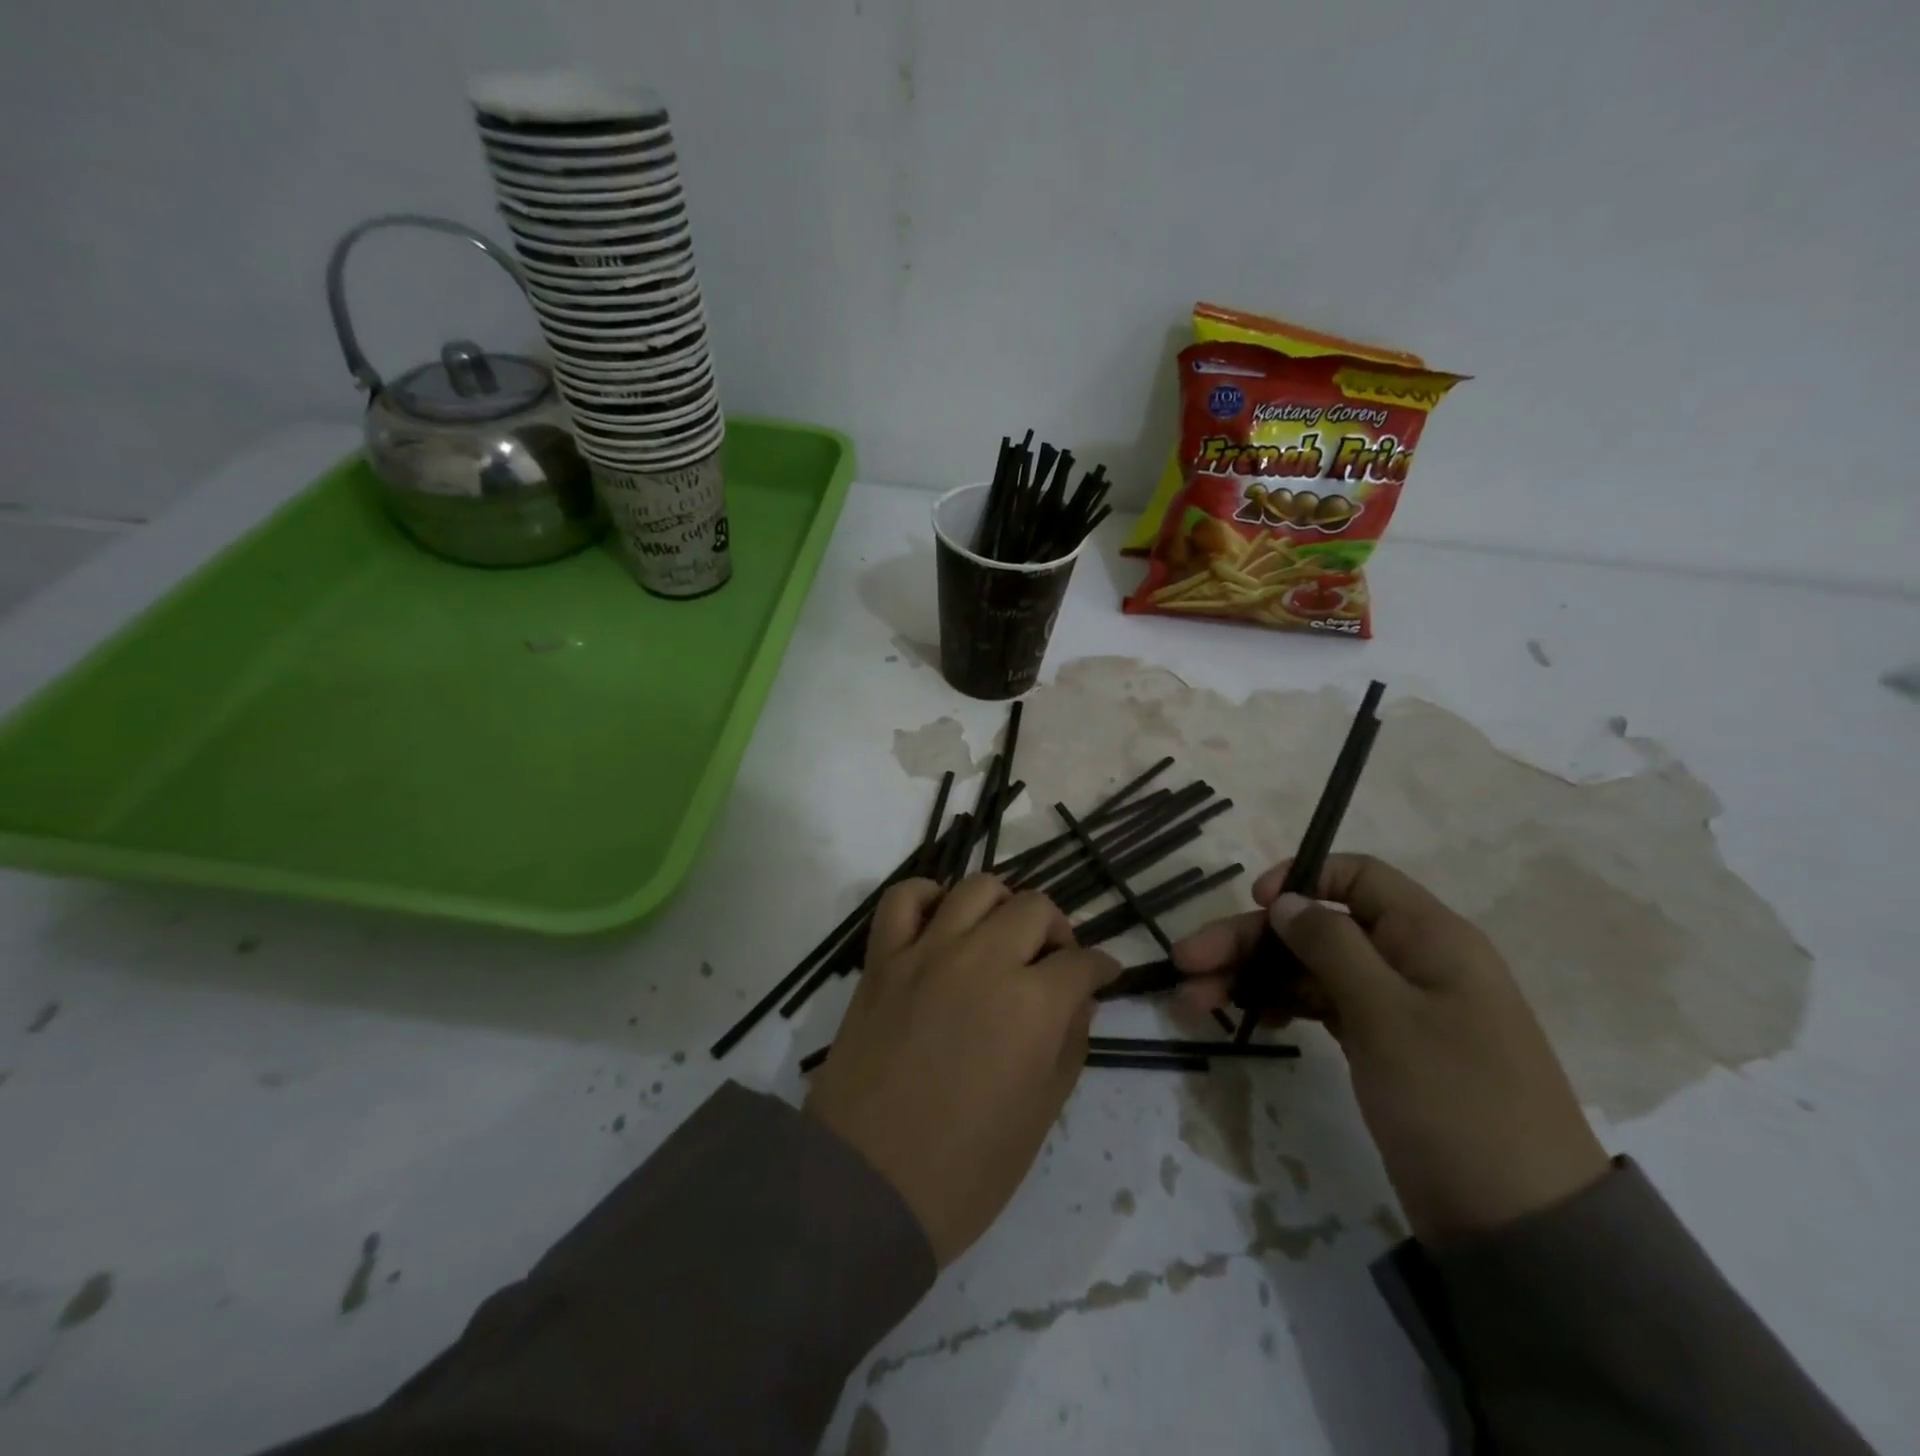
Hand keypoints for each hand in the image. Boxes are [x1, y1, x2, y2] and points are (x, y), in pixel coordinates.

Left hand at [805, 874, 1117, 1264]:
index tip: (1102, 975)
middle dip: (1057, 930)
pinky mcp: (883, 960)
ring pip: (977, 888)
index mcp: (1032, 1004)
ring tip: (1000, 935)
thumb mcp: (1041, 1114)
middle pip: (1035, 908)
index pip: (1082, 962)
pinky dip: (926, 896)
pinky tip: (939, 920)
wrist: (867, 1185)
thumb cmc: (966, 1169)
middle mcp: (984, 960)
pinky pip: (902, 898)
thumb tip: (1079, 999)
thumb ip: (1069, 1044)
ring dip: (1001, 904)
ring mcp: (927, 953)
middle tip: (1053, 962)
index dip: (1100, 967)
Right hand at [1174, 854, 1608, 1245]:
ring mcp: (1396, 1007)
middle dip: (1249, 941)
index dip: (1302, 879)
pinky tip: (1249, 1018)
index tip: (1254, 903)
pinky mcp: (1384, 1047)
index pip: (1358, 878)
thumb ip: (1332, 947)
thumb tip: (1287, 901)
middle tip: (1186, 964)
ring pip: (1311, 969)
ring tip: (1194, 1001)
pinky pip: (1323, 1005)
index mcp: (1428, 937)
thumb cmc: (1454, 1101)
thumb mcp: (1388, 1015)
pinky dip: (1284, 1005)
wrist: (1520, 1225)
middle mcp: (1410, 961)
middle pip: (1317, 928)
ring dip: (1254, 977)